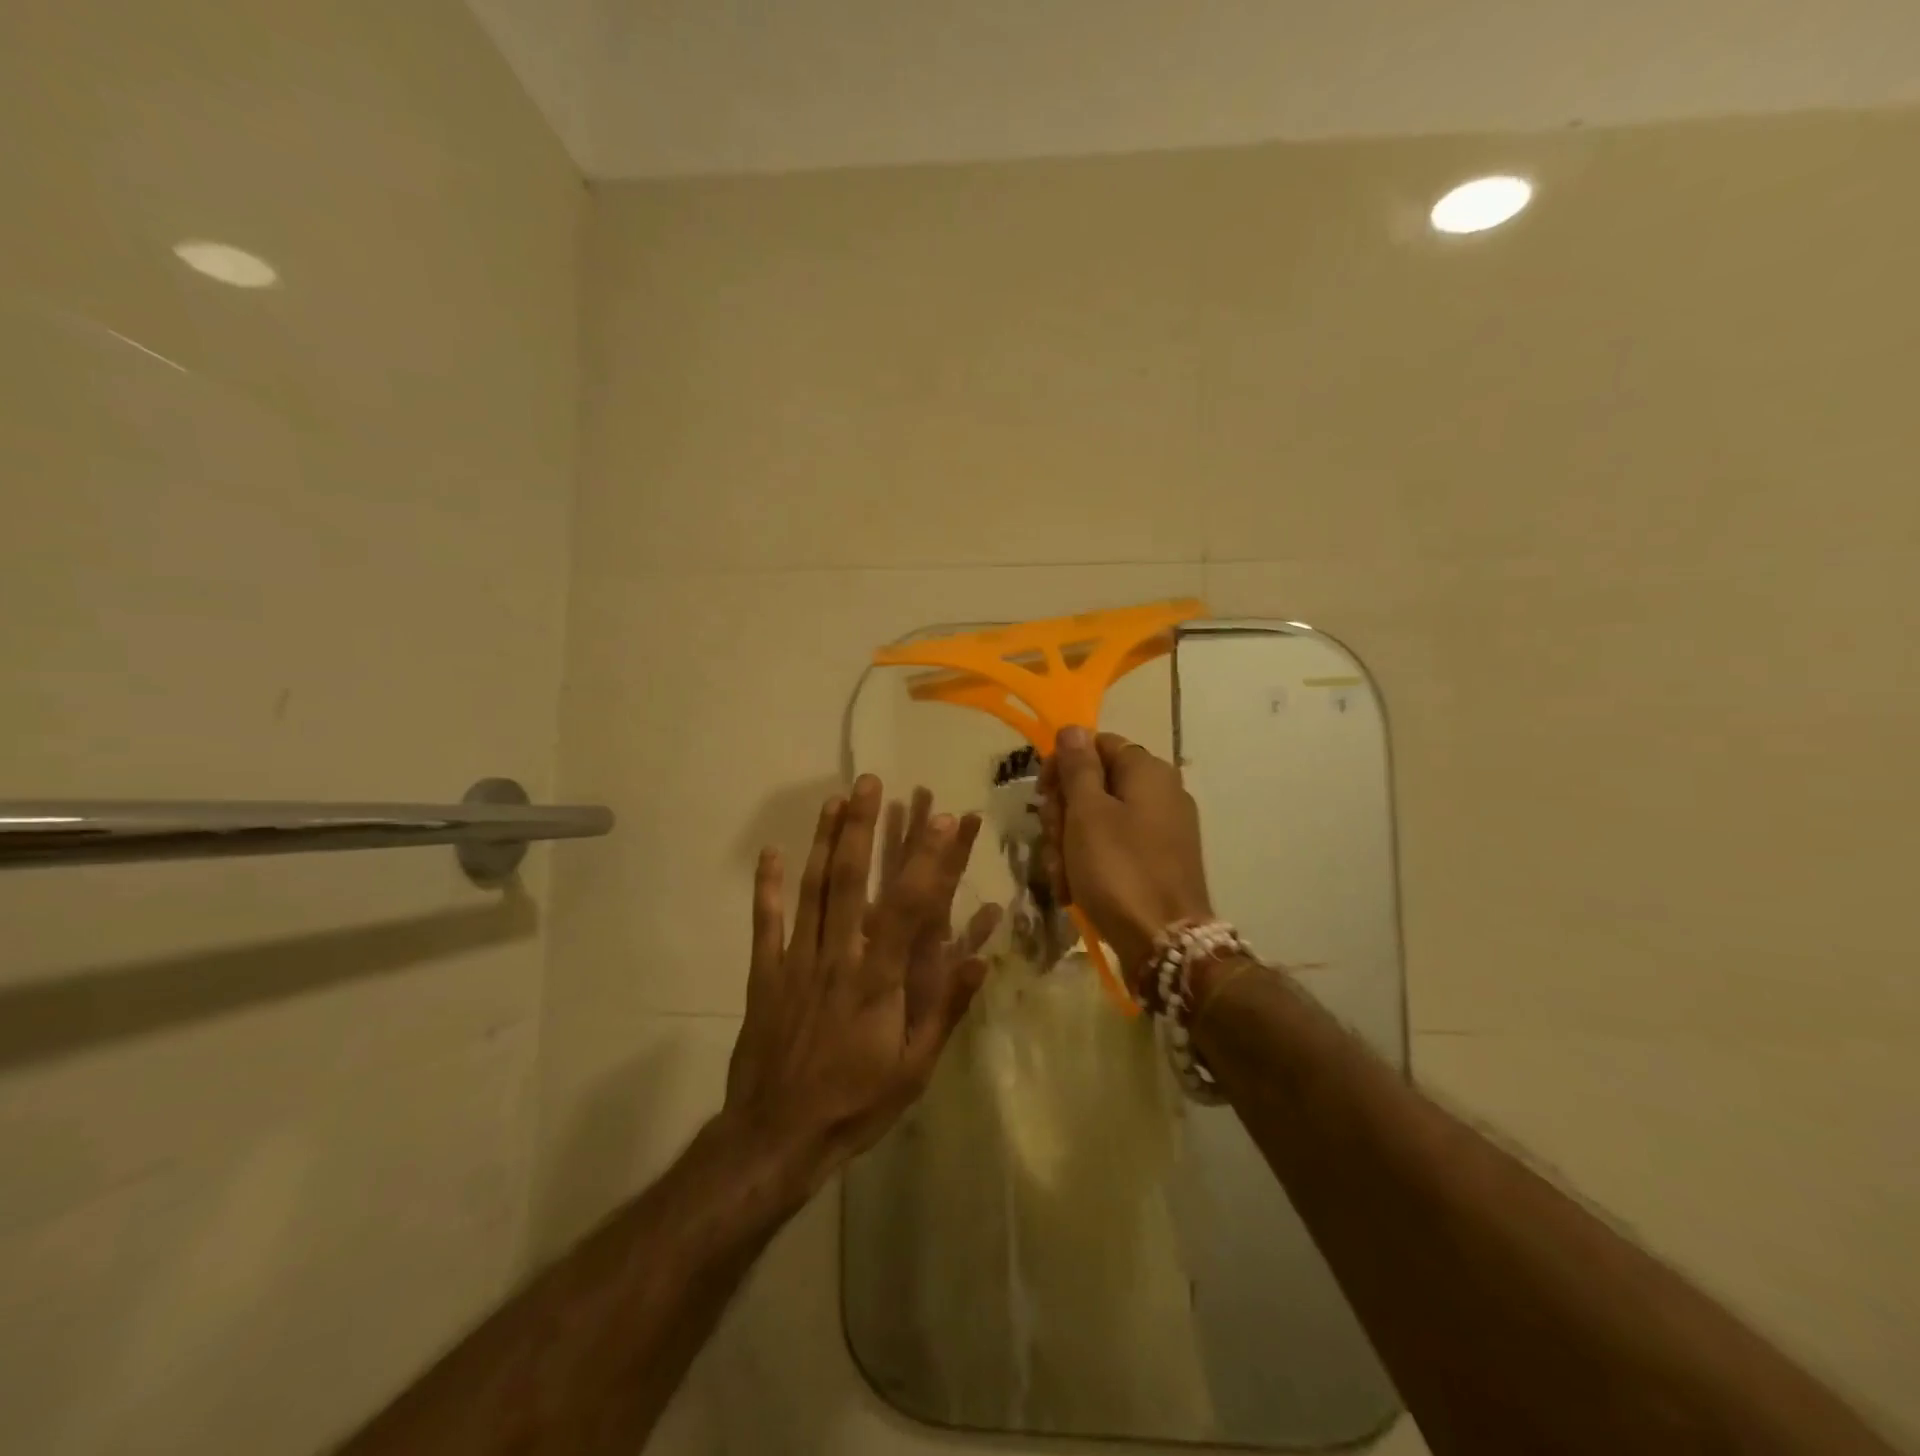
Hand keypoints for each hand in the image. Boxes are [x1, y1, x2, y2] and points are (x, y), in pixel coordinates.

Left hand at [722, 775, 999, 1195]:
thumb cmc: (856, 1103)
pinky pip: (766, 923)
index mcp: (879, 978)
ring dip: (824, 842)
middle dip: (863, 827)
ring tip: (833, 800)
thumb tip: (983, 958)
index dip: (928, 859)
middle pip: (852, 880)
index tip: (943, 817)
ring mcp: (797, 960)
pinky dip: (768, 887)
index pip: (909, 906)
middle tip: (869, 782)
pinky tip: (771, 853)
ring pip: (812, 889)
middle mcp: (839, 955)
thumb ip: (945, 1009)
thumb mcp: (915, 1068)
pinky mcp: (765, 974)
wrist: (777, 1137)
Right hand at [1039, 727, 1212, 983]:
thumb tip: (1073, 728)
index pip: (1096, 745)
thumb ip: (1078, 766)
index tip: (1042, 796)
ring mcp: (1163, 828)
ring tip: (1061, 876)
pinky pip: (1116, 847)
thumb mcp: (1087, 813)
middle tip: (1052, 841)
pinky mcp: (1160, 860)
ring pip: (1099, 820)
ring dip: (1070, 844)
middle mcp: (1161, 792)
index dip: (1063, 766)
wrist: (1164, 942)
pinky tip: (1074, 889)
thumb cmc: (1118, 869)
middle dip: (1064, 813)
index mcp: (1147, 770)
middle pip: (1096, 784)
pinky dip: (1092, 863)